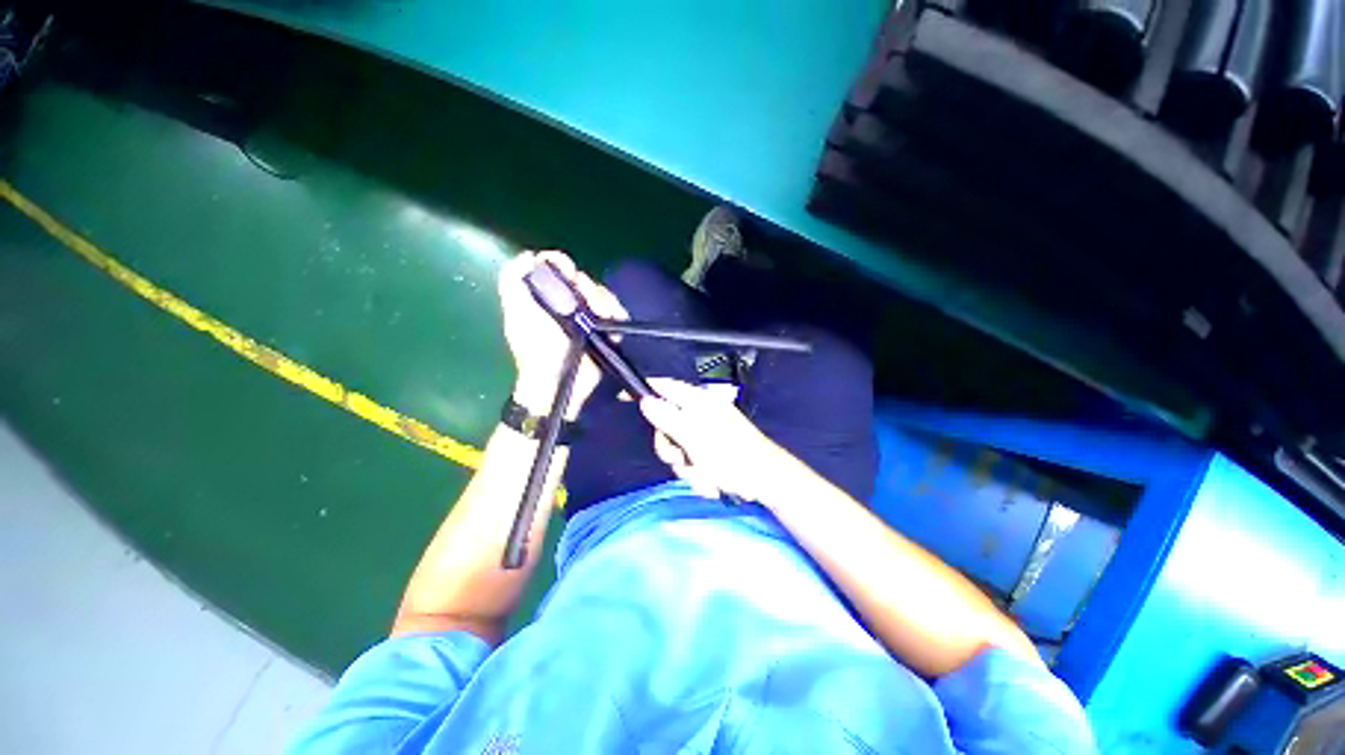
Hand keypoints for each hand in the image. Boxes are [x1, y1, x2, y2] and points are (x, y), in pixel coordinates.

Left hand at [498, 251, 627, 418]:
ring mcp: (587, 317)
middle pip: (582, 279)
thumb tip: (528, 256)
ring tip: (602, 316)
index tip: (569, 273)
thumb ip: (513, 283)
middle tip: (587, 303)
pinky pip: (616, 312)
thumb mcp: (518, 315)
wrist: (561, 383)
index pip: (555, 267)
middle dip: (587, 288)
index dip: (562, 263)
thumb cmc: (537, 350)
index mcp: (544, 297)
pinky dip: (616, 313)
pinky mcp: (604, 330)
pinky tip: (612, 320)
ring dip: (604, 302)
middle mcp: (566, 303)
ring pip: (602, 294)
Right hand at [638, 378, 787, 500]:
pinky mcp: (712, 449)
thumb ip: (668, 419)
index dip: (644, 391)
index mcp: (698, 402)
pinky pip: (692, 460)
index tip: (623, 397)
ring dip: (688, 468)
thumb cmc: (732, 456)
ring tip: (706, 478)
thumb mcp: (694, 438)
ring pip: (678, 447)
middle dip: (671, 448)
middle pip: (666, 424)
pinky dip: (699, 473)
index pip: (664, 387)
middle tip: (681, 461)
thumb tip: (645, 400)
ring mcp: (706, 432)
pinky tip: (713, 482)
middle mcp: (700, 413)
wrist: (766, 481)